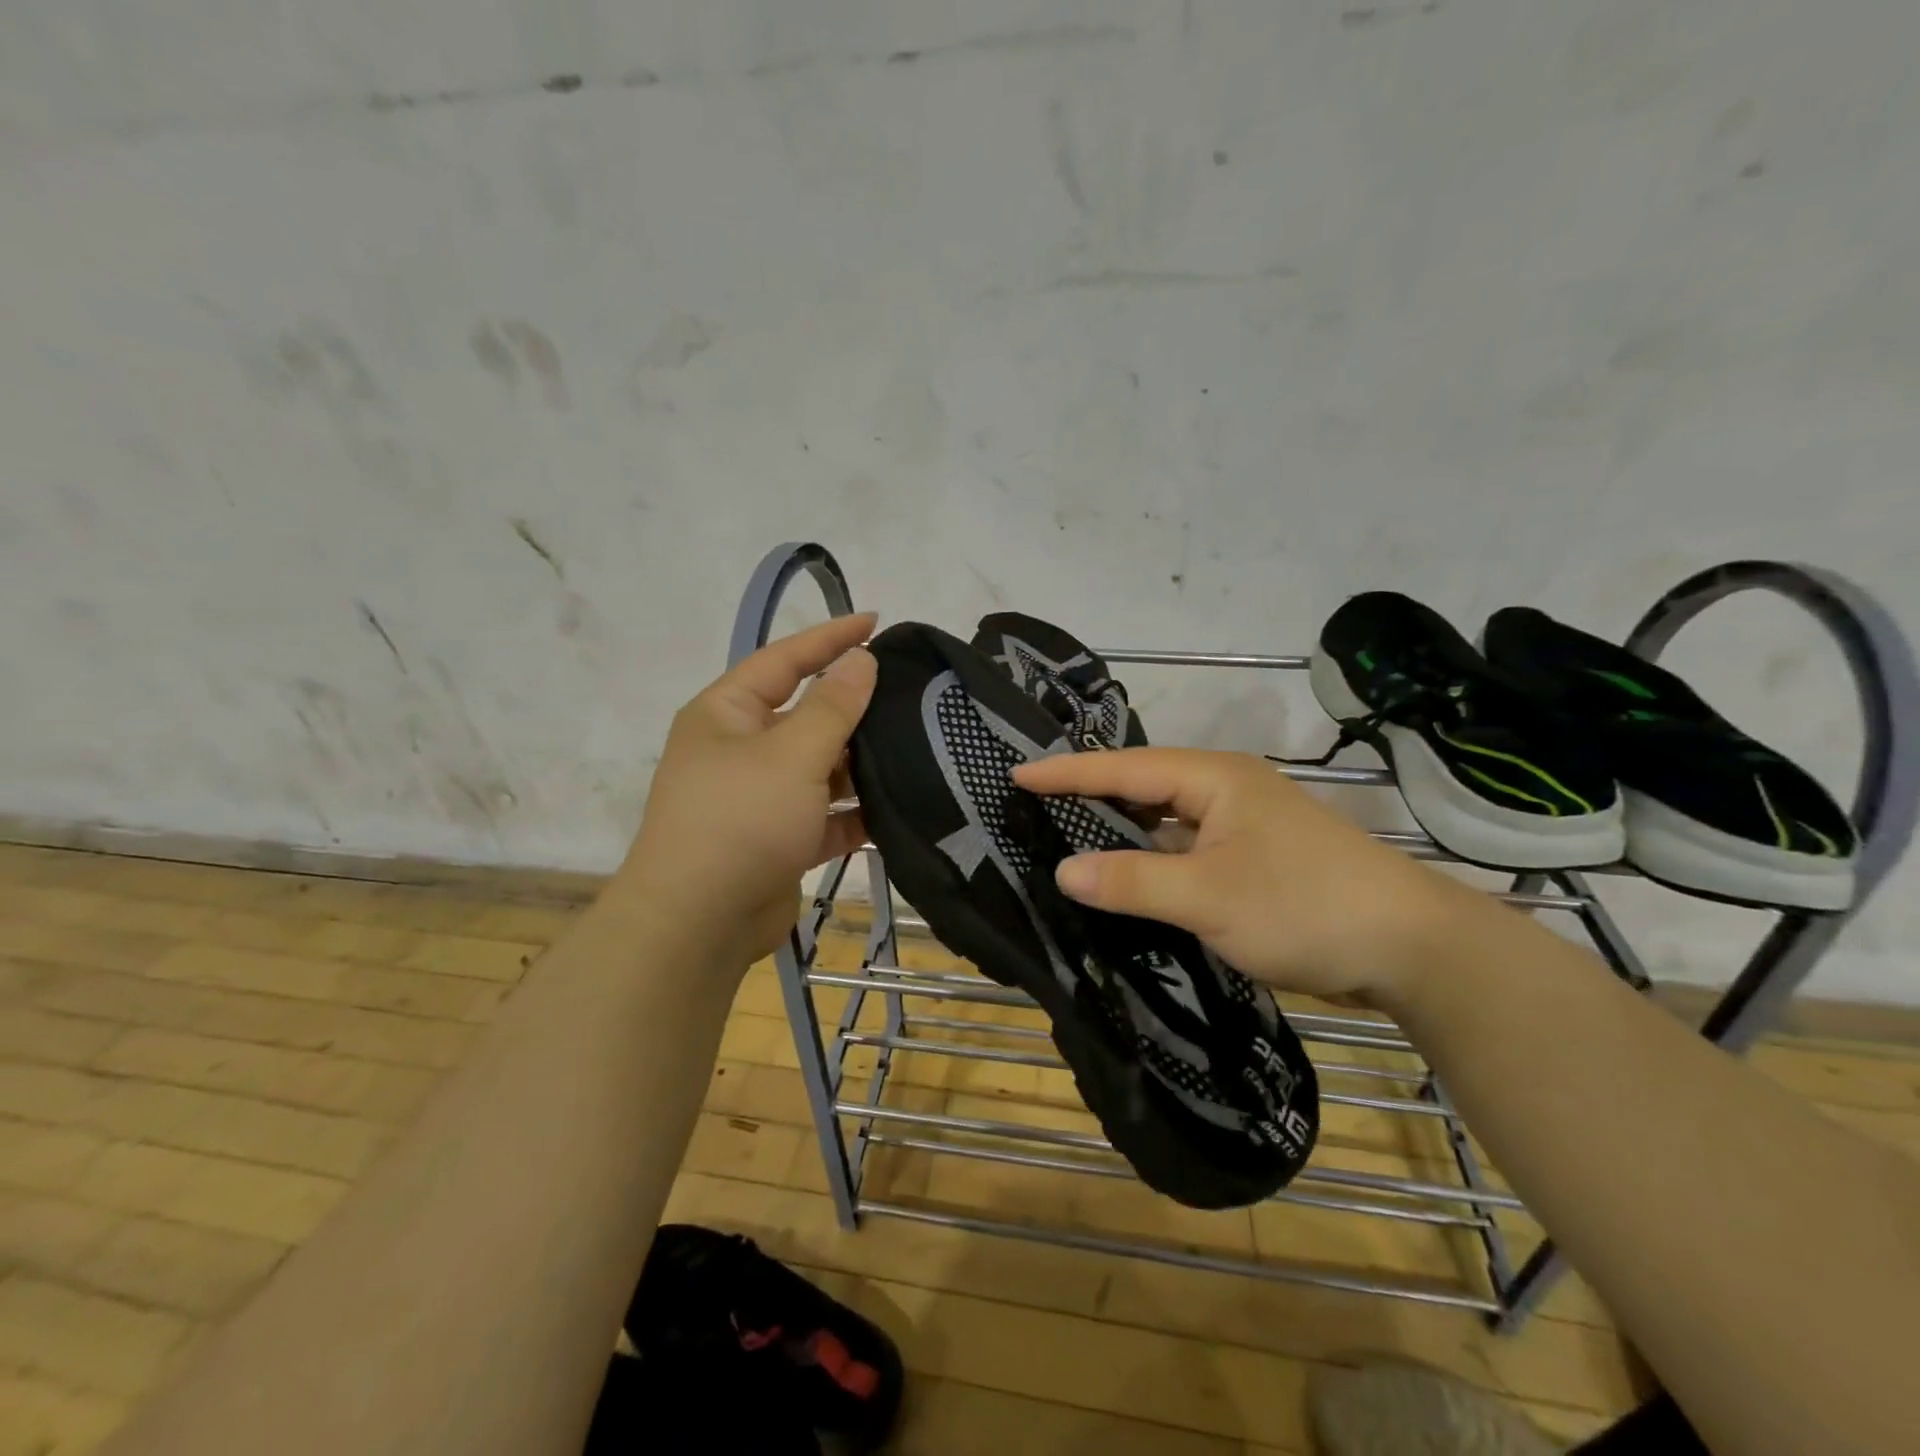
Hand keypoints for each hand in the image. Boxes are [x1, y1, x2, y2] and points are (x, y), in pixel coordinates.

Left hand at [615, 614, 878, 967]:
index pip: (784, 660)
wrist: (698, 925)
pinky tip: (894, 810)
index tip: (876, 621)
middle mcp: (739, 750)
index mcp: (727, 714)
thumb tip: (860, 659)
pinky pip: (823, 816)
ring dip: (858, 765)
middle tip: (908, 693)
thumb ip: (832, 706)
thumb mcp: (792, 755)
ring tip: (914, 750)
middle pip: (805, 715)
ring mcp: (758, 798)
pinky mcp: (778, 841)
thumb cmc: (739, 821)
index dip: (830, 638)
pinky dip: (853, 815)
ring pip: (818, 768)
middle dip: (853, 708)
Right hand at [1012, 747, 1484, 1005]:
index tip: (1017, 774)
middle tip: (1035, 803)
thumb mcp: (1207, 897)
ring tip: (1068, 835)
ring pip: (1166, 820)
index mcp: (1213, 778)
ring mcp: (1244, 824)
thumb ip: (1131, 881)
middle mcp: (1226, 789)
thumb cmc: (1304, 906)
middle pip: (1143, 785)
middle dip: (1090, 794)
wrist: (1412, 946)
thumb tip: (1064, 871)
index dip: (1067, 772)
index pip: (1123, 767)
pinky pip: (1186, 848)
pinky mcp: (1255, 858)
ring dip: (1122, 829)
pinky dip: (1153, 859)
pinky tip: (1128, 877)